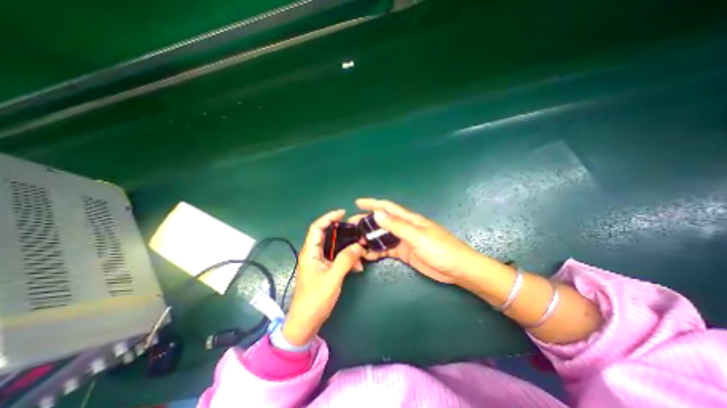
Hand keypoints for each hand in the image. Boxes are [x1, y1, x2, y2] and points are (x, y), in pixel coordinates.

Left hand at [283, 209, 366, 345]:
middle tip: (356, 230)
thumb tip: (359, 245)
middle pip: (327, 235)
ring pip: (335, 247)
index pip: (317, 227)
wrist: (306, 323)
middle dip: (342, 231)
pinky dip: (348, 259)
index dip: (329, 217)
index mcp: (310, 252)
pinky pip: (338, 258)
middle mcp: (314, 254)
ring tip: (360, 252)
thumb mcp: (332, 278)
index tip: (343, 213)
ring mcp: (320, 262)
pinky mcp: (325, 269)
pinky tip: (358, 266)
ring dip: (348, 248)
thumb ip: (345, 260)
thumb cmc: (315, 300)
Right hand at [355, 198, 480, 283]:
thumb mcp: (418, 237)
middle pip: (382, 222)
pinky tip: (367, 255)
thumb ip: (397, 226)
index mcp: (408, 219)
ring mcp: (404, 241)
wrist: (457, 269)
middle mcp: (404, 227)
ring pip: (382, 236)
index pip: (387, 207)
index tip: (358, 202)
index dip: (373, 203)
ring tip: (355, 242)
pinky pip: (387, 250)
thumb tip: (377, 213)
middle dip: (366, 222)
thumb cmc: (440, 249)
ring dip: (370, 238)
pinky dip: (377, 251)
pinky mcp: (404, 253)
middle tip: (351, 227)